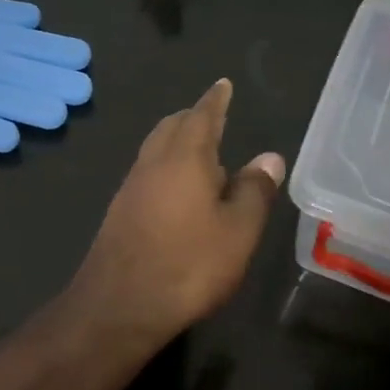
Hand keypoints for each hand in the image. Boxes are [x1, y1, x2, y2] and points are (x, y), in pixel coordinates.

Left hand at [69, 78, 285, 342]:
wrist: (119, 305)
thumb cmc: (189, 265)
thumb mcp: (237, 231)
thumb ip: (254, 191)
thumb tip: (269, 157)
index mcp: (185, 158)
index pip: (202, 116)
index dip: (215, 100)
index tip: (222, 84)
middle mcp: (153, 163)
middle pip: (172, 127)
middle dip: (193, 117)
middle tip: (212, 115)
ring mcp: (131, 187)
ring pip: (155, 149)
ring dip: (177, 141)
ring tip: (200, 152)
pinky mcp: (120, 211)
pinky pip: (147, 173)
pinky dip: (165, 166)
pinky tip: (176, 190)